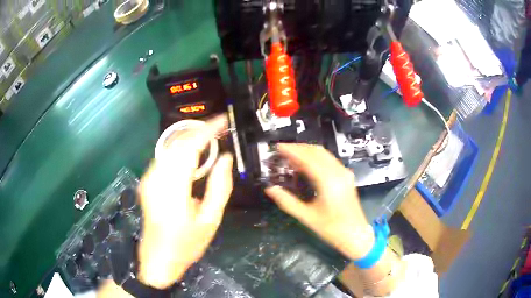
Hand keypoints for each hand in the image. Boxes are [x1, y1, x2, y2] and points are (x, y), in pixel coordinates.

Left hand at [137, 115, 232, 288]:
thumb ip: (220, 186)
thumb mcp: (210, 220)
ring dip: (189, 137)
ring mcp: (148, 179)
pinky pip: (165, 157)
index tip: (223, 120)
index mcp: (172, 188)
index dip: (207, 130)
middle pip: (177, 142)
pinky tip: (193, 152)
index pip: (189, 147)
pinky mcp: (147, 182)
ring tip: (210, 135)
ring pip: (169, 147)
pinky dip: (180, 148)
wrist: (158, 260)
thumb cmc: (186, 245)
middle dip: (199, 130)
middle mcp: (156, 178)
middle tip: (219, 126)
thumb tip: (226, 158)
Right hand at [265, 144, 374, 260]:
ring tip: (291, 156)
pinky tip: (306, 165)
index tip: (278, 147)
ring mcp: (344, 173)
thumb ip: (287, 202)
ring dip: (307, 151)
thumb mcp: (306, 217)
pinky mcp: (346, 177)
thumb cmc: (332, 228)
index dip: (292, 150)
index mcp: (328, 181)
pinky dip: (316, 158)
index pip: (307, 158)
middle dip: (298, 148)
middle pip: (317, 151)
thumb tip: (270, 189)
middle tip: (282, 150)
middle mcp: (338, 172)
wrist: (356, 235)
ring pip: (324, 154)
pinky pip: (329, 160)